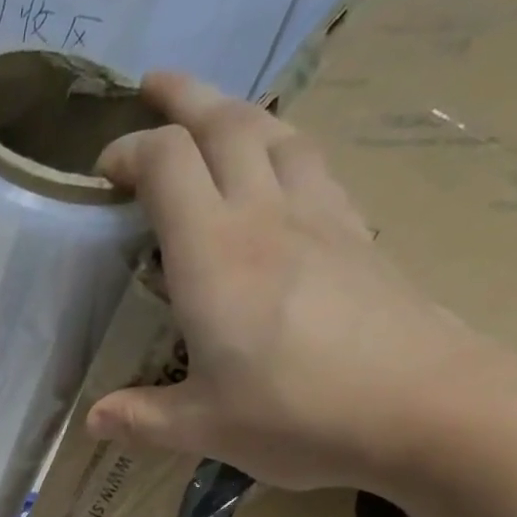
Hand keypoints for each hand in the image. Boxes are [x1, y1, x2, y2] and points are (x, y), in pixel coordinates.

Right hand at [89, 72, 516, 491]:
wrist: (422, 407)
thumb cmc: (295, 415)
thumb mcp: (202, 428)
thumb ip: (142, 418)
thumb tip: (94, 421)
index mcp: (213, 256)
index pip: (166, 166)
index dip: (130, 152)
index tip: (103, 172)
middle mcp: (264, 217)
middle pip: (225, 124)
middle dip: (183, 98)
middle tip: (153, 88)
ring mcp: (321, 217)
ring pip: (276, 131)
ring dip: (237, 111)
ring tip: (214, 117)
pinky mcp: (359, 234)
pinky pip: (313, 164)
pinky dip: (282, 147)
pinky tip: (280, 170)